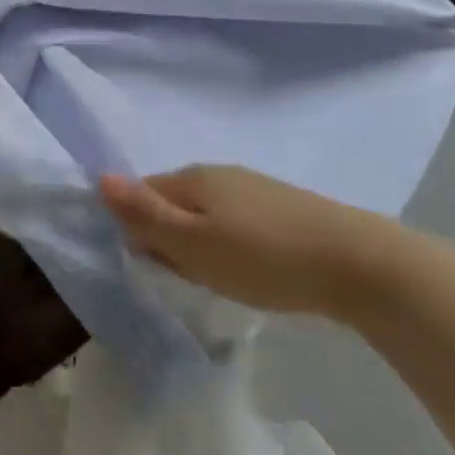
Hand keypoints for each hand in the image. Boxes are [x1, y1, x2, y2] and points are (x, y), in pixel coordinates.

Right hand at [99, 165, 414, 321]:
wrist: (355, 262)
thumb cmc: (263, 257)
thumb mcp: (193, 243)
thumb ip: (145, 214)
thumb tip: (99, 178)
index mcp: (192, 178)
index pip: (142, 192)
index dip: (136, 227)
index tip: (151, 266)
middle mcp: (219, 174)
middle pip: (174, 202)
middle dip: (168, 238)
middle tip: (185, 279)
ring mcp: (253, 188)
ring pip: (206, 214)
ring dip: (200, 244)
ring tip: (217, 280)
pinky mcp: (282, 208)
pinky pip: (236, 222)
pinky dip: (230, 245)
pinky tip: (250, 270)